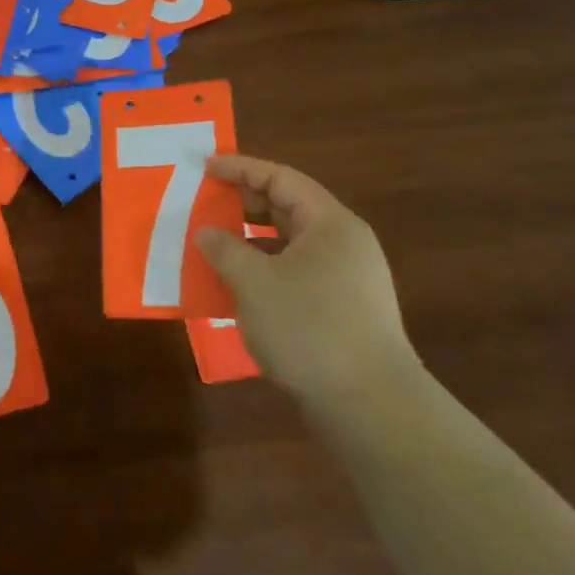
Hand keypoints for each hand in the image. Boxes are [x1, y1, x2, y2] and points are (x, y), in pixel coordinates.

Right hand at [195, 155, 418, 412]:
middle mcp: (343, 244)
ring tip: (213, 245)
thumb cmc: (310, 329)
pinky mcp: (341, 310)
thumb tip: (207, 232)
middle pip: (287, 208)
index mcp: (330, 224)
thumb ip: (224, 249)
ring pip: (289, 243)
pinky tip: (236, 286)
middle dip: (243, 203)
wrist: (371, 407)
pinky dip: (262, 269)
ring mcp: (346, 279)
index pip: (281, 179)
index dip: (240, 169)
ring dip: (249, 239)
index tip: (204, 167)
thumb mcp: (254, 282)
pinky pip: (293, 272)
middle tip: (203, 203)